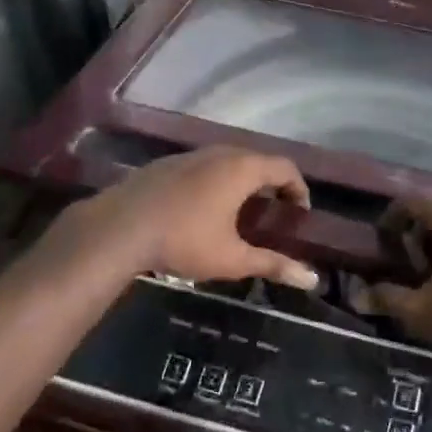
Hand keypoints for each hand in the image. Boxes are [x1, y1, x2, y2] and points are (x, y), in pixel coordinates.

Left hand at [63, 147, 319, 289]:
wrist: (119, 227)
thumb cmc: (184, 240)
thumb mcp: (232, 259)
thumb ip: (273, 265)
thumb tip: (312, 278)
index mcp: (242, 169)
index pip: (285, 167)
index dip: (298, 188)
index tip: (300, 212)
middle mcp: (219, 152)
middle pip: (257, 160)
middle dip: (271, 183)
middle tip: (274, 212)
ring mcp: (190, 155)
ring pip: (227, 160)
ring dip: (242, 181)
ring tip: (241, 211)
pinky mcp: (166, 164)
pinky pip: (203, 166)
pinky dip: (216, 181)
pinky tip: (203, 208)